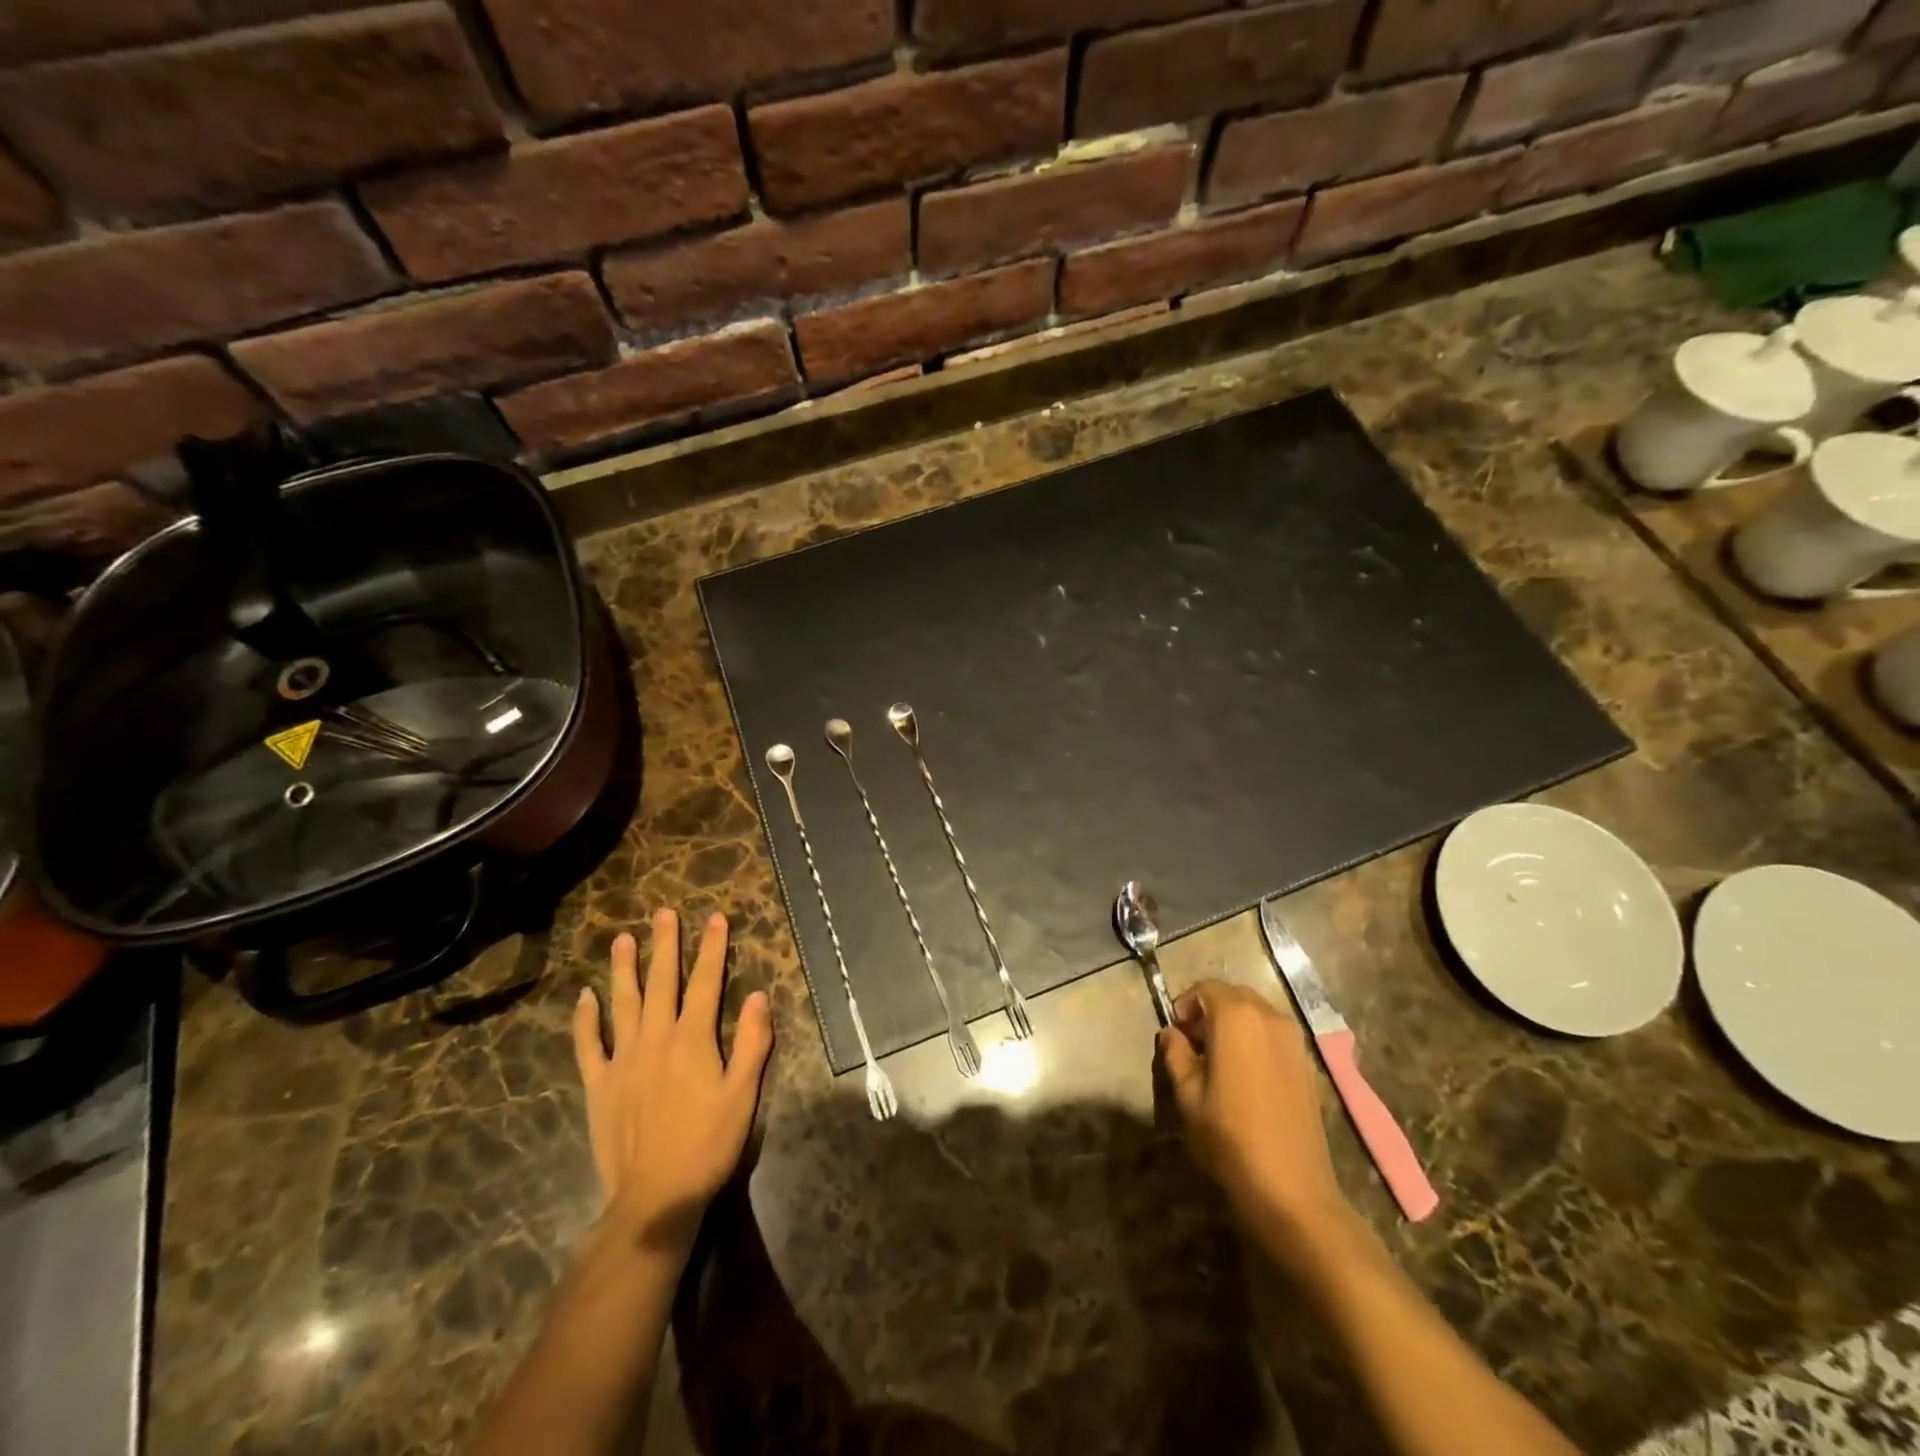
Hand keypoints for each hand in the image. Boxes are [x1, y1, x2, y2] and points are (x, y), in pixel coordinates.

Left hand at [571, 909, 773, 1257]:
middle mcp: (656, 1038)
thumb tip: (758, 995)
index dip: (712, 948)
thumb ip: (751, 1042)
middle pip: (662, 982)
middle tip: (664, 913)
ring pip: (623, 1004)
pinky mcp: (599, 1084)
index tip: (715, 919)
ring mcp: (622, 1060)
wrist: (655, 1198)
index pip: (706, 982)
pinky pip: (588, 1045)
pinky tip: (585, 997)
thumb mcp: (743, 1094)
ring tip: (623, 939)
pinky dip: (586, 1019)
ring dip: (624, 969)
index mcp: (693, 1039)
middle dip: (666, 945)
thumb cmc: (708, 1143)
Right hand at [1159, 980, 1351, 1247]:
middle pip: (1233, 996)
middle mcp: (1269, 1017)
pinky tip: (1246, 1077)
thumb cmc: (1231, 1138)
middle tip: (1193, 1045)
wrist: (1293, 1191)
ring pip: (1256, 1014)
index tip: (1176, 1034)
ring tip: (1218, 1062)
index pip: (1206, 988)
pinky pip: (1274, 1035)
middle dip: (1210, 1012)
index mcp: (1236, 1017)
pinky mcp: (1308, 1064)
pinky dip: (1255, 1040)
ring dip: (1234, 1025)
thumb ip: (1175, 1055)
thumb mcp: (1188, 1096)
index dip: (1186, 1005)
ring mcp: (1294, 1040)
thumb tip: (1171, 1034)